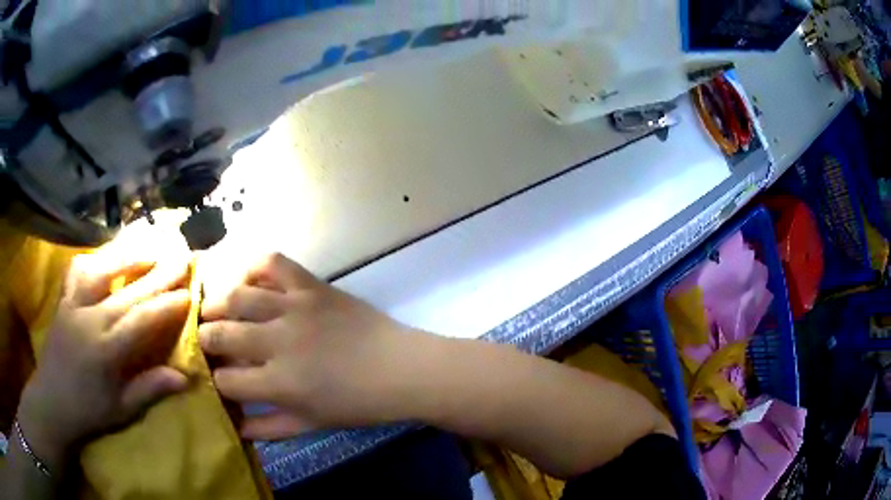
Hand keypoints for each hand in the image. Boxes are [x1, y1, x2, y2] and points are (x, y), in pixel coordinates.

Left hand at [18, 250, 191, 471]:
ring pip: (101, 269)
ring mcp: (73, 304)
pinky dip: (94, 258)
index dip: (166, 305)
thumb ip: (150, 389)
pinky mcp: (63, 299)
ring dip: (127, 255)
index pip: (141, 320)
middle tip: (181, 256)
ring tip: (148, 245)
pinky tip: (106, 256)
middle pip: (127, 290)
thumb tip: (185, 377)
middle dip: (157, 272)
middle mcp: (89, 318)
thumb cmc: (88, 412)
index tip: (189, 293)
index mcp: (105, 349)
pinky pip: (77, 270)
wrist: (51, 402)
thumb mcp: (122, 410)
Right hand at [199, 253, 429, 439]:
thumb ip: (269, 429)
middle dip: (205, 340)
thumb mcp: (311, 424)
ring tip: (214, 311)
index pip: (226, 379)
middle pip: (220, 334)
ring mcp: (294, 308)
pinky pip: (274, 263)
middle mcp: (278, 342)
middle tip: (206, 341)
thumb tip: (235, 427)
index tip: (217, 377)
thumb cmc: (358, 404)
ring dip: (217, 304)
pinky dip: (255, 267)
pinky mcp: (312, 286)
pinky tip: (248, 279)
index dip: (216, 380)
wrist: (402, 369)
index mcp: (279, 384)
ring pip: (237, 297)